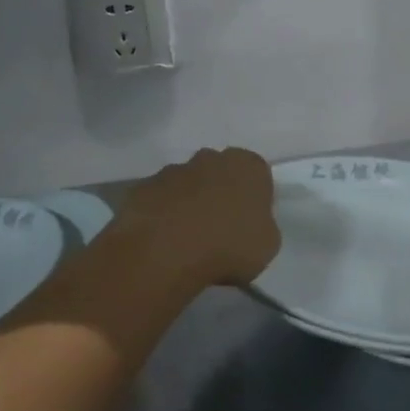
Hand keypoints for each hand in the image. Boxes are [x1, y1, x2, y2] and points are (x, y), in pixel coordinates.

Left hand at [117, 147, 279, 288]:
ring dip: (189, 203)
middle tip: (219, 229)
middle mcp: (210, 158)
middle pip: (219, 173)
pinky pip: (159, 200)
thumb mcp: (267, 245)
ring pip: (187, 184)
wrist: (165, 252)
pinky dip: (161, 214)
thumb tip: (249, 225)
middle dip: (219, 193)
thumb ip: (262, 226)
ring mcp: (172, 170)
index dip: (254, 199)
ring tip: (187, 239)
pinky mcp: (142, 187)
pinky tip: (162, 241)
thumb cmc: (228, 246)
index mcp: (247, 166)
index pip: (257, 175)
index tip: (248, 223)